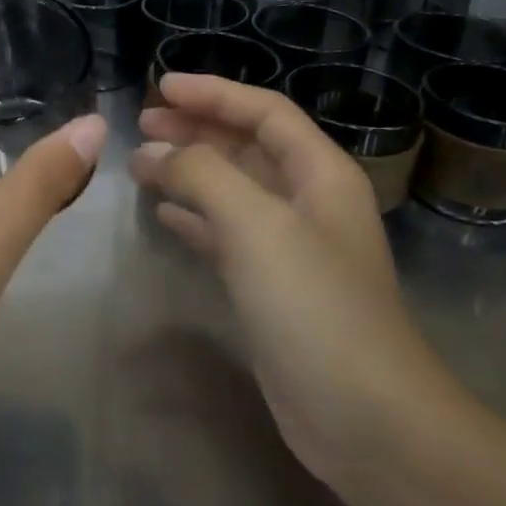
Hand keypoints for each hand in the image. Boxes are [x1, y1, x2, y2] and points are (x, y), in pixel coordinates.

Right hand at [131, 74, 467, 487]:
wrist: (365, 418)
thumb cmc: (314, 306)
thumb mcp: (256, 225)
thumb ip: (203, 175)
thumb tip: (155, 152)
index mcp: (321, 174)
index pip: (264, 112)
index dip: (213, 93)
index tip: (160, 87)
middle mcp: (309, 202)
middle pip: (247, 147)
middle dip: (196, 130)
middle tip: (142, 125)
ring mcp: (291, 247)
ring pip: (233, 190)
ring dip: (189, 172)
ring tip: (140, 165)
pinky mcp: (272, 288)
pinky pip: (226, 234)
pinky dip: (194, 218)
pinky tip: (163, 215)